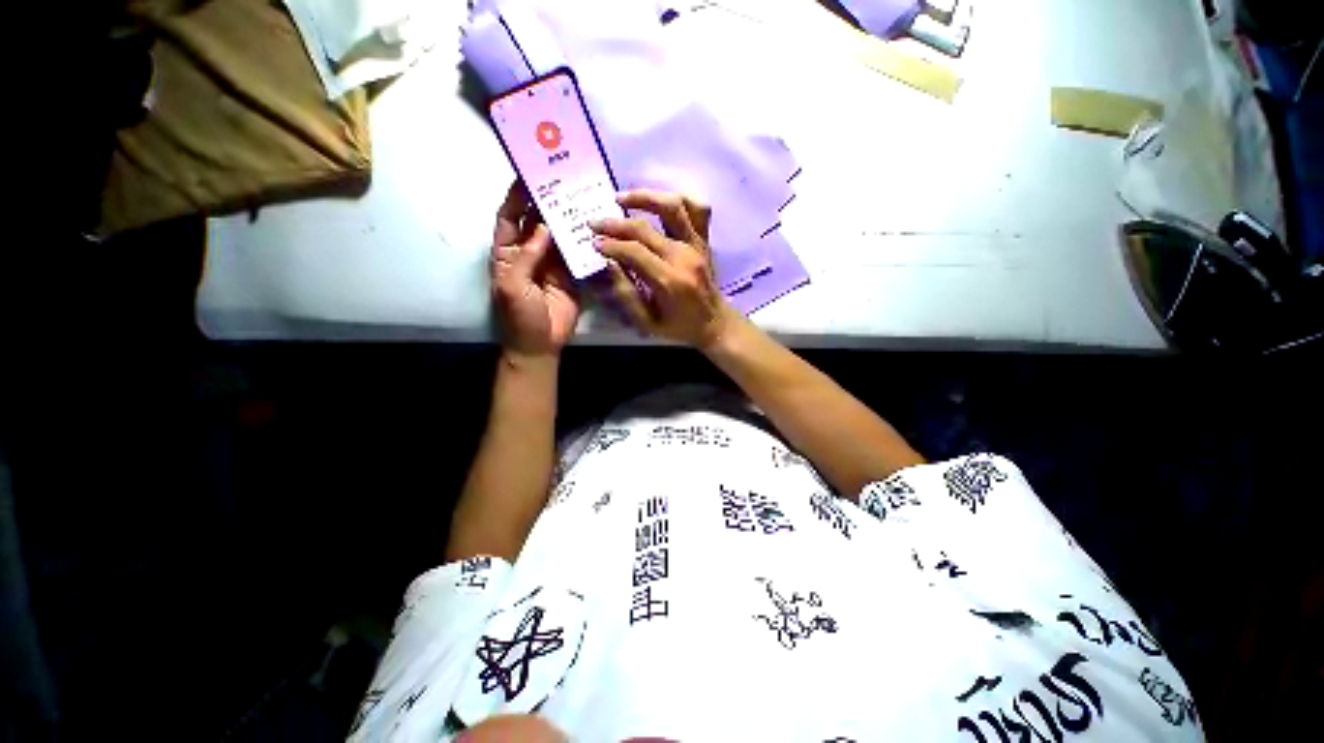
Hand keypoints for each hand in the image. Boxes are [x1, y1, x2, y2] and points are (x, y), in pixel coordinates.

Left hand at [491, 182, 580, 358]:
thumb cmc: (519, 316)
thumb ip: (527, 255)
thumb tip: (544, 226)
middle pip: (535, 221)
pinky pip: (576, 254)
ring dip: (566, 219)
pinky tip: (592, 228)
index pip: (508, 218)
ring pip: (558, 235)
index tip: (528, 176)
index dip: (516, 197)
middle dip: (545, 202)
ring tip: (579, 198)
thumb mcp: (512, 285)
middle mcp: (529, 252)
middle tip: (561, 181)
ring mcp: (552, 263)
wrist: (541, 344)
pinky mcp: (571, 275)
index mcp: (507, 253)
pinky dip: (583, 242)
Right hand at [591, 189, 736, 348]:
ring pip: (673, 207)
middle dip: (616, 224)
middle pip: (646, 228)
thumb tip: (609, 264)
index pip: (635, 252)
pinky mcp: (704, 240)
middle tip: (595, 223)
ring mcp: (697, 245)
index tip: (594, 242)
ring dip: (645, 197)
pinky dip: (679, 199)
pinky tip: (659, 201)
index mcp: (670, 281)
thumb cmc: (679, 326)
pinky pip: (698, 209)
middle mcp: (684, 257)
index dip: (611, 245)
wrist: (715, 323)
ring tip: (621, 198)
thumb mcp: (648, 322)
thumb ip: (626, 295)